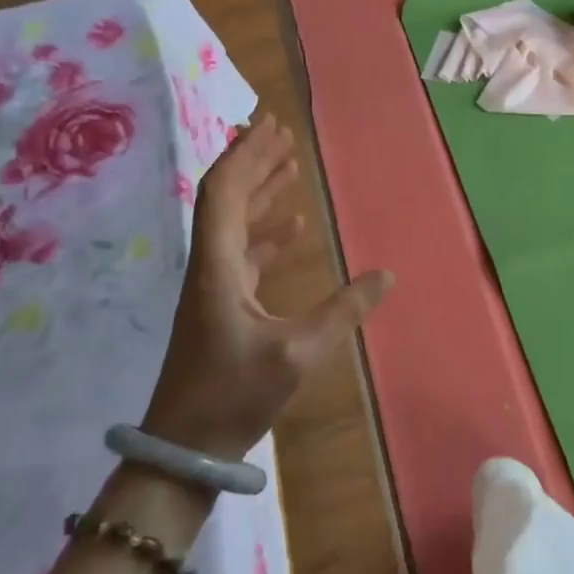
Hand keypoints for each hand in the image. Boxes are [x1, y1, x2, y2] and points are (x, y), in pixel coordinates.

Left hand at [144, 115, 392, 459]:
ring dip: (261, 193)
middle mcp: (210, 265)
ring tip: (291, 168)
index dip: (246, 156)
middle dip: (254, 162)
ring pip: (236, 224)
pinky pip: (244, 252)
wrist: (185, 447)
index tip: (268, 126)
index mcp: (218, 266)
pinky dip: (267, 232)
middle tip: (282, 133)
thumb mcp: (297, 352)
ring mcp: (214, 286)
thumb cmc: (233, 394)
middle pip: (227, 199)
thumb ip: (343, 311)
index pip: (225, 193)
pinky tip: (294, 228)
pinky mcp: (222, 306)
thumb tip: (387, 275)